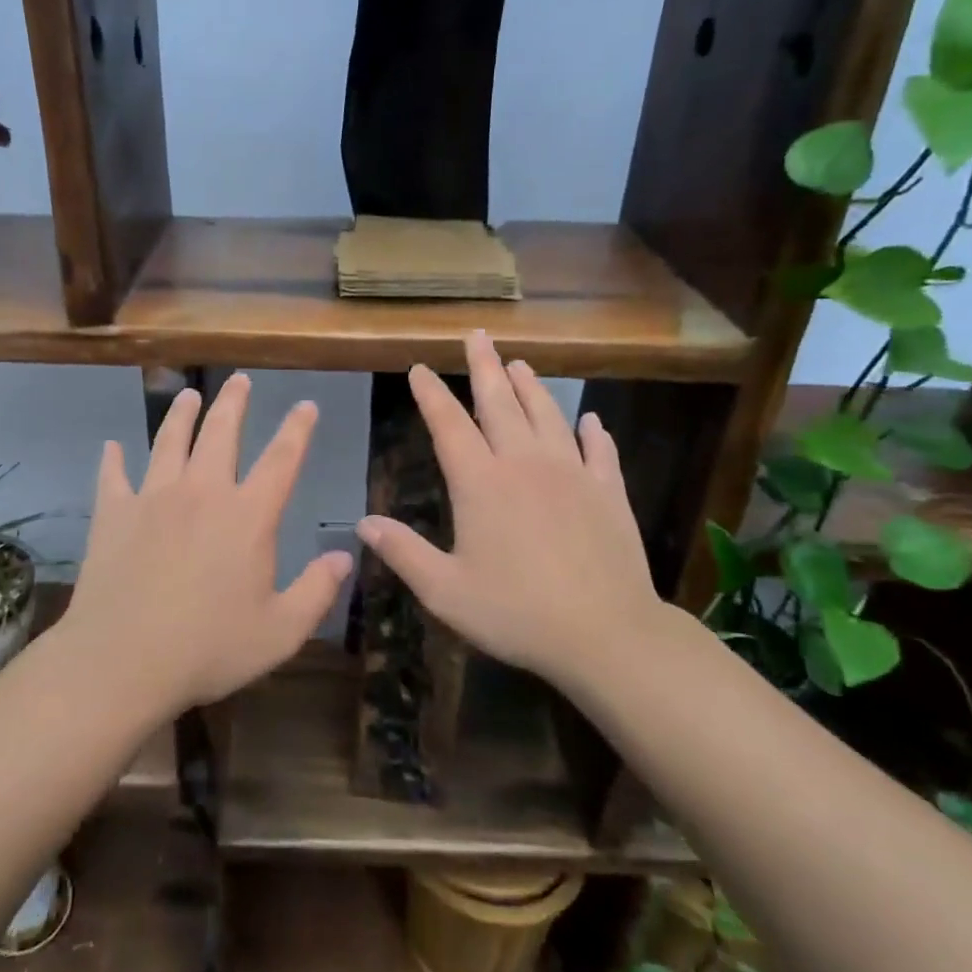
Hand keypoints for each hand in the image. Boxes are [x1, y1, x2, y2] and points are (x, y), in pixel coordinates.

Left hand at [59, 373, 353, 714]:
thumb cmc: (208, 649)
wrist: (122, 661)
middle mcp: (202, 492)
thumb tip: (345, 555)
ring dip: (181, 415)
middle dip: (234, 403)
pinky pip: (113, 476)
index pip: (282, 459)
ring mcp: (153, 498)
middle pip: (221, 433)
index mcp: (248, 515)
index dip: (297, 429)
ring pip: (169, 442)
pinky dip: (113, 460)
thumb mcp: (280, 631)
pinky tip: (111, 447)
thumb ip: (317, 590)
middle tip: (240, 380)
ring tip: (188, 395)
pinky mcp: (113, 514)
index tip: (305, 405)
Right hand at [356, 331, 664, 690]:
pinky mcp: (608, 492)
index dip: (431, 395)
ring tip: (520, 363)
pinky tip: (591, 419)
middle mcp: (525, 464)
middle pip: (500, 403)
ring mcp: (572, 474)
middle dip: (485, 367)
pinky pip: (600, 451)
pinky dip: (593, 432)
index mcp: (481, 483)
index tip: (420, 369)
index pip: (449, 425)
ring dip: (532, 387)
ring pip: (548, 415)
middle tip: (478, 336)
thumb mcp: (445, 591)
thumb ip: (403, 552)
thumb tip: (363, 523)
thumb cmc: (516, 613)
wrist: (605, 634)